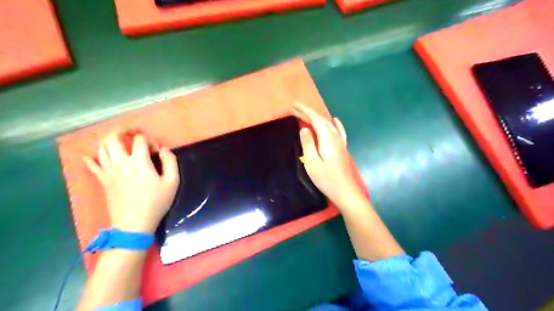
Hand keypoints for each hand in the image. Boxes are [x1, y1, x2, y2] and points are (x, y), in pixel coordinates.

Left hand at [83, 131, 179, 232]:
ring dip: (108, 140)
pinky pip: (92, 166)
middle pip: (113, 138)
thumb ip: (170, 162)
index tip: (157, 150)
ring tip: (117, 139)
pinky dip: (90, 158)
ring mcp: (108, 171)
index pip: (140, 140)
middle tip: (131, 131)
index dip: (149, 140)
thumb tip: (164, 150)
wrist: (134, 224)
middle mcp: (120, 162)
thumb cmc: (156, 202)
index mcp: (139, 162)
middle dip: (122, 131)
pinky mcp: (103, 181)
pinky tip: (90, 156)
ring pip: (101, 148)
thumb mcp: (172, 182)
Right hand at [290, 102, 363, 208]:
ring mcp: (340, 142)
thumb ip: (308, 144)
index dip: (305, 111)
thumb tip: (304, 129)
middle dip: (309, 113)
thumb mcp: (312, 162)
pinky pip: (338, 131)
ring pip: (328, 124)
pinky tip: (335, 120)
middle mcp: (335, 136)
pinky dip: (335, 123)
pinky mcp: (342, 148)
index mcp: (327, 138)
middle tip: (295, 109)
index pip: (316, 119)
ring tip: (307, 114)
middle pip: (322, 120)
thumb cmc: (326, 179)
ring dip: (317, 117)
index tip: (293, 106)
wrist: (345, 191)